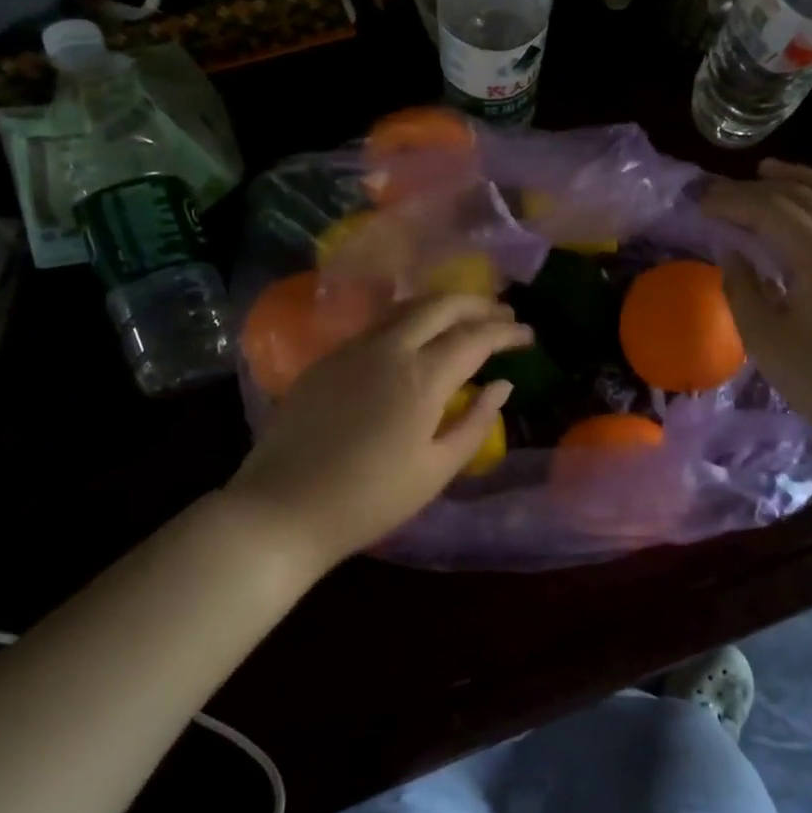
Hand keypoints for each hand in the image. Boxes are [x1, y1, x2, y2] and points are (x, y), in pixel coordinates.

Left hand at [222, 294, 531, 568]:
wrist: (283, 508)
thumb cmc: (370, 499)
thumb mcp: (436, 470)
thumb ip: (475, 423)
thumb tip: (502, 387)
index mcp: (421, 378)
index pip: (474, 338)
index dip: (506, 333)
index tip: (528, 335)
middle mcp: (388, 349)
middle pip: (440, 305)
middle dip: (477, 304)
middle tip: (502, 315)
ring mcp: (352, 349)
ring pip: (405, 307)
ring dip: (441, 305)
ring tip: (463, 317)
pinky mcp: (326, 359)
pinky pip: (376, 325)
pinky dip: (407, 320)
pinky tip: (414, 338)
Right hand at [703, 161, 811, 446]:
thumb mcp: (762, 335)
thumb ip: (741, 285)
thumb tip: (732, 250)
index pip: (770, 209)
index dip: (732, 202)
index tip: (700, 204)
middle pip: (800, 195)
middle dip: (755, 189)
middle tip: (719, 193)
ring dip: (799, 178)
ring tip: (766, 172)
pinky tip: (810, 200)